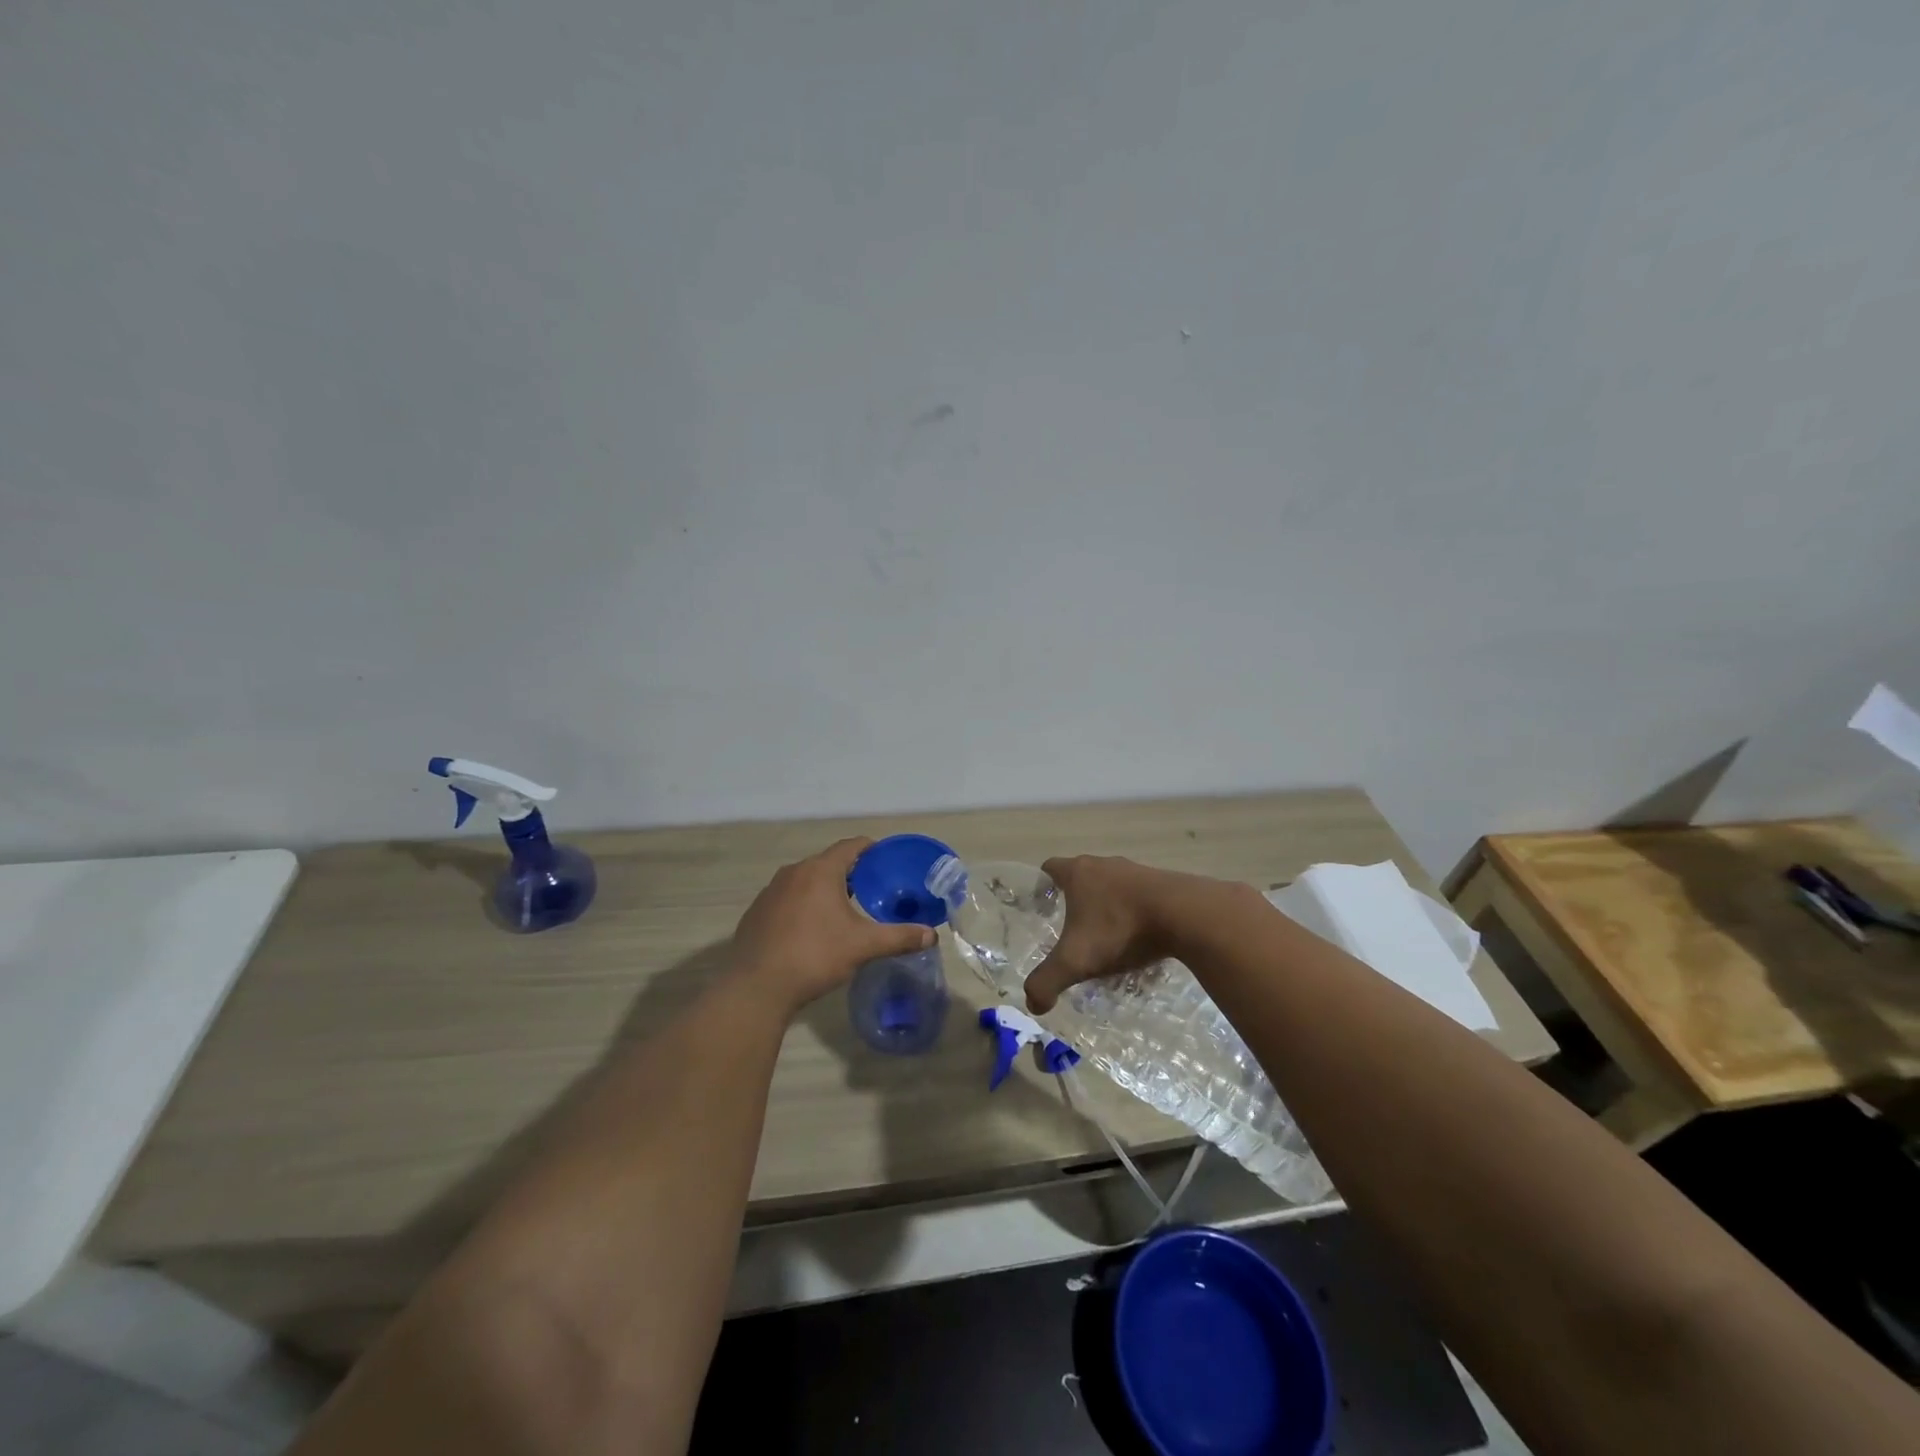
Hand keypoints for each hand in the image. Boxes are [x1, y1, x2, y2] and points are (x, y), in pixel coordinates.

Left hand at [730, 838, 935, 1014]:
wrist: (756, 987)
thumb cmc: (814, 956)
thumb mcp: (863, 946)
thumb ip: (899, 937)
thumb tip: (932, 934)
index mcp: (820, 871)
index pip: (850, 846)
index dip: (871, 849)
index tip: (886, 859)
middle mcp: (793, 872)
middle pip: (827, 862)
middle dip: (850, 872)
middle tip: (871, 888)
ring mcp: (770, 891)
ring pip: (805, 880)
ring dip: (824, 888)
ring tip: (843, 908)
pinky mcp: (757, 912)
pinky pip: (787, 898)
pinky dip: (803, 904)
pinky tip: (810, 929)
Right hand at [1023, 855, 1181, 1014]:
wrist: (1184, 914)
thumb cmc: (1120, 928)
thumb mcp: (1076, 961)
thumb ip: (1047, 981)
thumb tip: (1032, 1003)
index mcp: (1078, 873)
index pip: (1050, 868)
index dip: (1042, 887)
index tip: (1042, 909)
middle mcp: (1104, 864)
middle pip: (1082, 878)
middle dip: (1076, 902)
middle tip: (1073, 932)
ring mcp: (1136, 871)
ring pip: (1113, 887)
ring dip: (1108, 908)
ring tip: (1109, 941)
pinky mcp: (1163, 882)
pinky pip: (1140, 897)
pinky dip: (1135, 913)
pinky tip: (1140, 939)